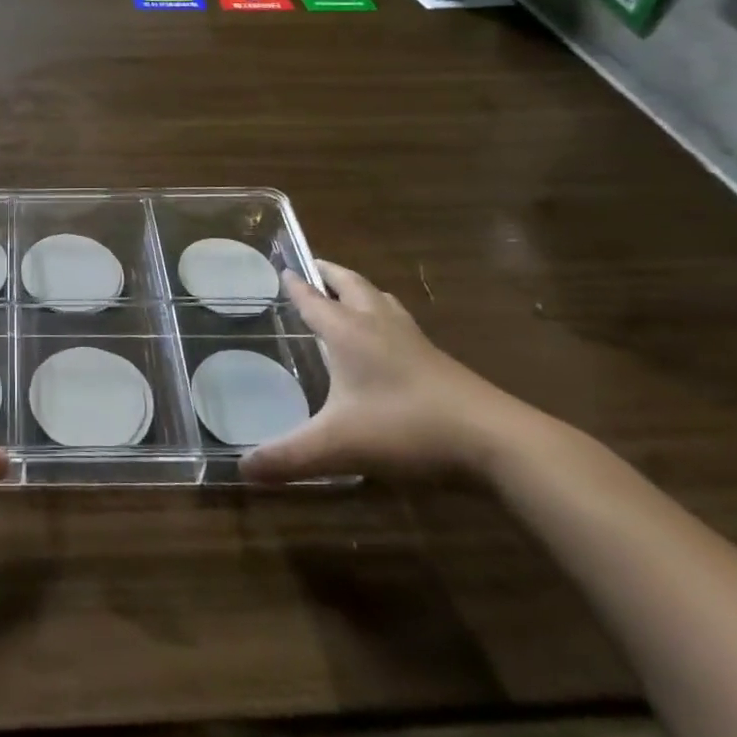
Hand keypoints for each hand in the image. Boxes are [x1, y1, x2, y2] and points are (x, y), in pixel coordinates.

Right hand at [240, 260, 526, 483]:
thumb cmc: (406, 428)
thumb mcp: (338, 446)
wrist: (494, 440)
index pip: (314, 300)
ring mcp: (414, 341)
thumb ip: (289, 457)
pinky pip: (402, 323)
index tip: (283, 267)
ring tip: (350, 293)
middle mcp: (378, 326)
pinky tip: (391, 338)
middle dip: (330, 273)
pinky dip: (386, 316)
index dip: (296, 285)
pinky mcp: (439, 360)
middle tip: (314, 266)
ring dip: (361, 290)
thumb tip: (243, 469)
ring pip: (382, 300)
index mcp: (348, 333)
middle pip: (351, 285)